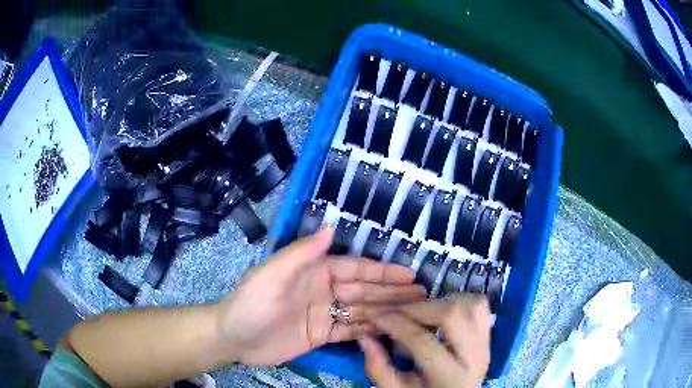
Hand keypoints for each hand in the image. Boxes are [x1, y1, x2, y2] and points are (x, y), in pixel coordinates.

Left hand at [214, 227, 426, 365]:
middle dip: (393, 292)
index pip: (356, 270)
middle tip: (422, 295)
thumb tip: (333, 227)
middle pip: (364, 291)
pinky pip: (350, 331)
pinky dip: (368, 331)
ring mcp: (324, 314)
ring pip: (361, 310)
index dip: (383, 272)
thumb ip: (302, 253)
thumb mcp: (272, 275)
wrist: (233, 337)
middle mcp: (324, 290)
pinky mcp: (321, 335)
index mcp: (315, 272)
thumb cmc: (251, 303)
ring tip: (413, 313)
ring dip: (386, 311)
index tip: (409, 274)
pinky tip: (387, 331)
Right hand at [359, 295, 490, 387]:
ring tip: (421, 314)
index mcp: (450, 377)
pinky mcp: (488, 335)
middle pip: (453, 315)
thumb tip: (365, 336)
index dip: (396, 324)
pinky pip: (480, 305)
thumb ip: (379, 368)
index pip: (423, 342)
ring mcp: (486, 343)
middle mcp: (475, 357)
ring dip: (442, 302)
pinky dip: (459, 301)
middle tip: (398, 313)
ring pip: (471, 305)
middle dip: (420, 308)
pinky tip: (441, 312)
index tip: (377, 317)